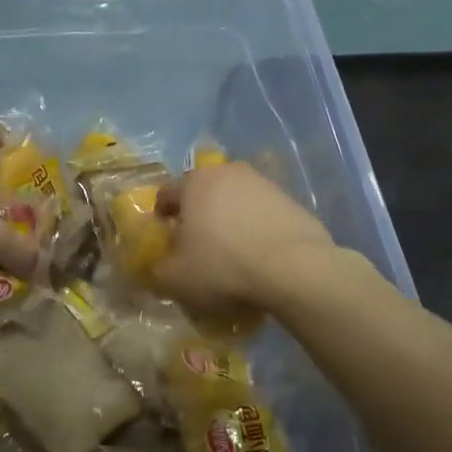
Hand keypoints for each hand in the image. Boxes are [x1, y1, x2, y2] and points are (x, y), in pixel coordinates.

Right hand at [152, 162, 338, 314]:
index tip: (164, 240)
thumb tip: (157, 267)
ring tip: (231, 252)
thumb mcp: (175, 279)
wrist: (294, 269)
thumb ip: (156, 271)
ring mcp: (263, 183)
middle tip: (196, 246)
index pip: (166, 194)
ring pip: (234, 201)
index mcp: (194, 182)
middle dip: (197, 216)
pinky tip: (258, 255)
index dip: (161, 218)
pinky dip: (255, 229)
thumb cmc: (223, 267)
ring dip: (228, 220)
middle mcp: (228, 172)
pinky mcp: (291, 200)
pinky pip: (261, 214)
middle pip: (203, 193)